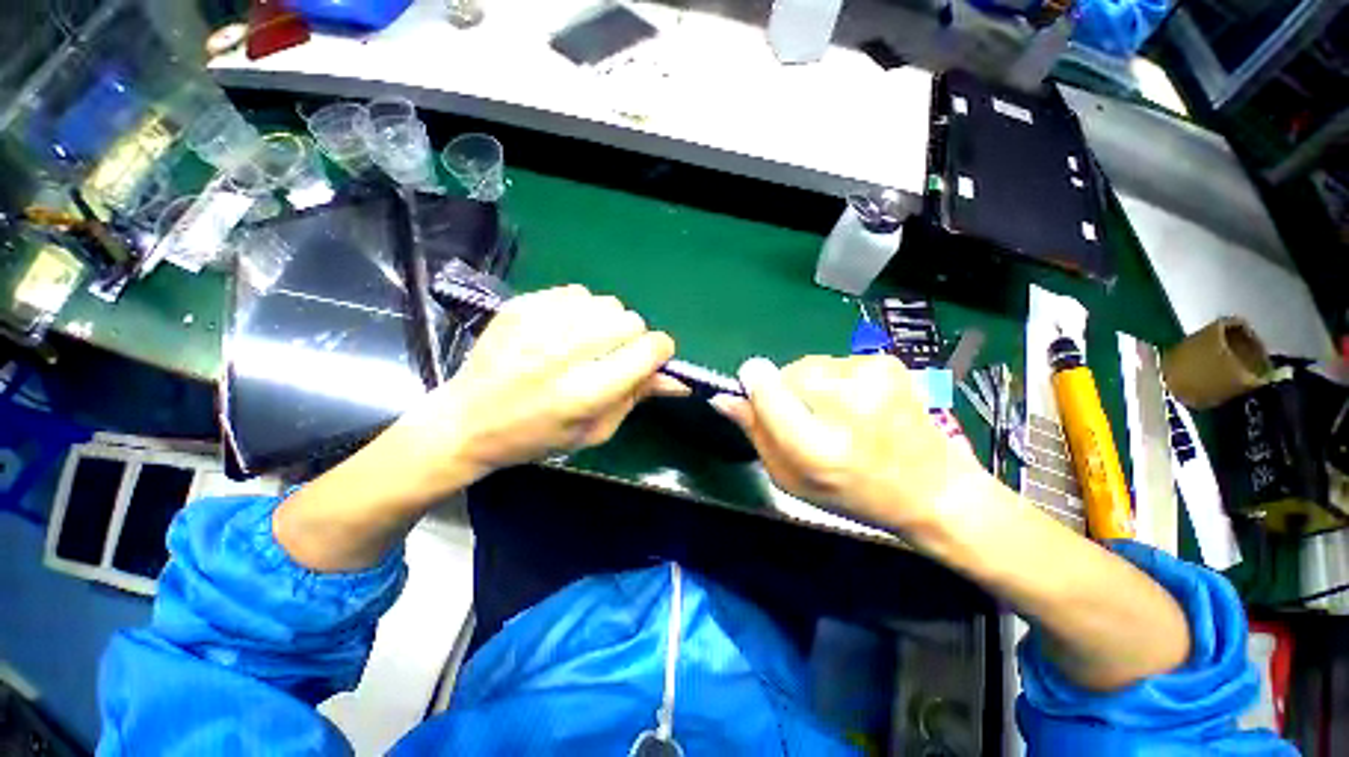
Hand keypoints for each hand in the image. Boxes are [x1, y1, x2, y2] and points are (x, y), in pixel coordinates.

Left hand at [386, 285, 685, 493]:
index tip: (651, 360)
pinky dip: (580, 310)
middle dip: (632, 339)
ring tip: (586, 342)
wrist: (468, 420)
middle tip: (612, 356)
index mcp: (587, 391)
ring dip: (607, 323)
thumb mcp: (594, 431)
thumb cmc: (537, 437)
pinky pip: (576, 292)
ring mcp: (541, 323)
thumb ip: (637, 398)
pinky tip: (563, 331)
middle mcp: (567, 352)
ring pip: (606, 303)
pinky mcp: (522, 306)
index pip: (648, 350)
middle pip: (630, 321)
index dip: (659, 353)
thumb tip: (677, 379)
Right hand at [711, 355, 988, 533]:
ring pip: (810, 365)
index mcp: (818, 445)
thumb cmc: (853, 493)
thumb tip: (724, 397)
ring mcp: (873, 377)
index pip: (767, 388)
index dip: (754, 387)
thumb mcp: (792, 478)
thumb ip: (755, 434)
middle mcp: (848, 403)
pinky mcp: (887, 362)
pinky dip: (836, 381)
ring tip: (837, 415)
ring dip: (810, 385)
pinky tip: (859, 406)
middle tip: (807, 421)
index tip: (754, 394)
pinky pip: (836, 363)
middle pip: (787, 372)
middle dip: (785, 391)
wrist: (933, 489)